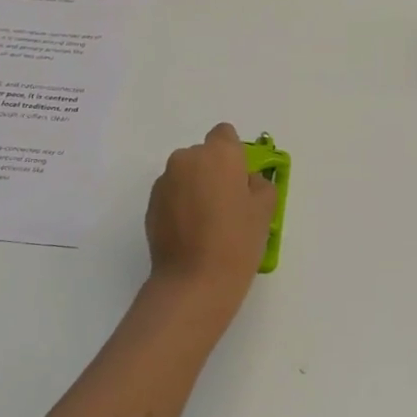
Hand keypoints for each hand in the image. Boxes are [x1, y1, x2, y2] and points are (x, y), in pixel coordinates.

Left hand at [144, 124, 276, 300]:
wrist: (193, 281)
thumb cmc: (237, 241)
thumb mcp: (265, 210)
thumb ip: (259, 184)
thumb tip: (245, 182)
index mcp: (218, 154)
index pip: (225, 135)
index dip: (235, 155)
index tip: (241, 181)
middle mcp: (187, 159)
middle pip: (204, 155)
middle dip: (215, 172)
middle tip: (228, 205)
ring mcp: (165, 181)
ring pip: (186, 175)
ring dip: (196, 188)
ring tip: (207, 223)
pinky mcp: (151, 204)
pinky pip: (172, 194)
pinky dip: (181, 205)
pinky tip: (191, 233)